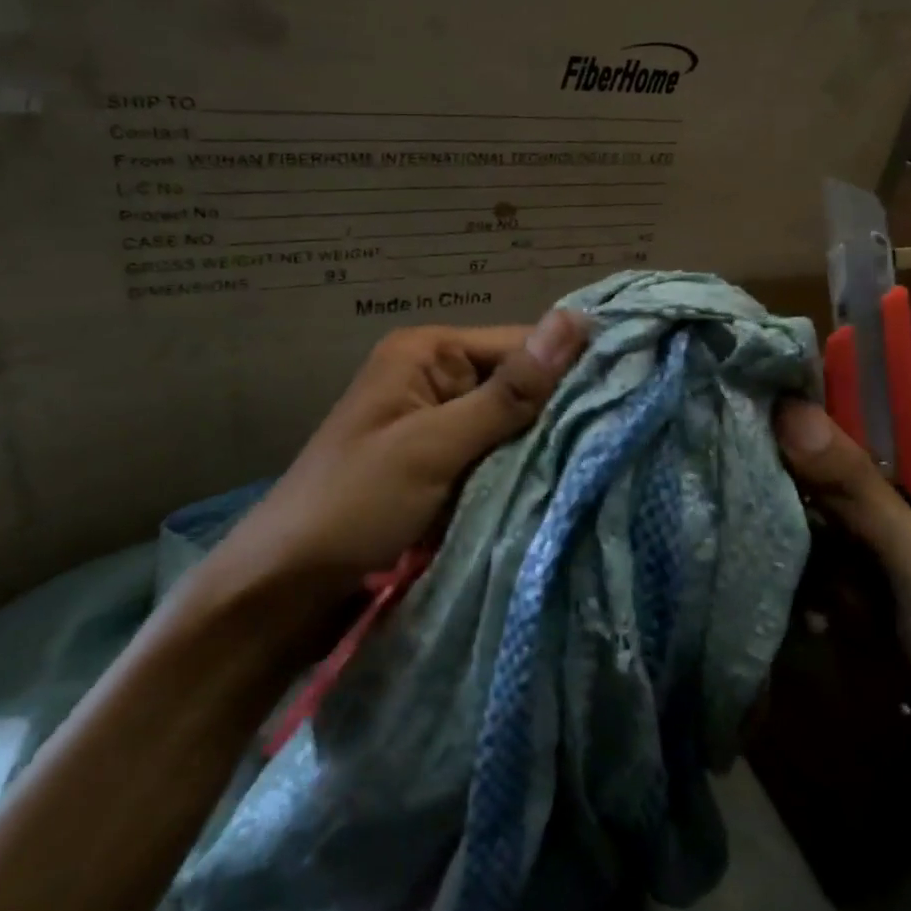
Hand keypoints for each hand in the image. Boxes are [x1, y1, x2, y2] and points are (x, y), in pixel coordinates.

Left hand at [205, 310, 589, 602]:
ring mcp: (438, 426)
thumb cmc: (354, 505)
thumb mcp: (434, 445)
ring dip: (542, 448)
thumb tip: (575, 319)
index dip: (568, 370)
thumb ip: (509, 391)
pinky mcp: (441, 467)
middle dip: (556, 415)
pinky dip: (519, 473)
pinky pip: (495, 458)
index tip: (627, 399)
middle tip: (621, 440)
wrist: (283, 591)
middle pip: (518, 384)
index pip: (519, 344)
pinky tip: (559, 487)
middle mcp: (435, 378)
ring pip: (511, 426)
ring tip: (601, 466)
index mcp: (427, 353)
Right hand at [774, 391, 910, 822]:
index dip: (840, 394)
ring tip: (818, 580)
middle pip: (874, 455)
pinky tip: (831, 618)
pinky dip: (845, 579)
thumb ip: (856, 489)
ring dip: (834, 541)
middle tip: (775, 492)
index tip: (770, 394)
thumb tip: (791, 411)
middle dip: (830, 484)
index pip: (904, 401)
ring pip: (861, 508)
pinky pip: (865, 553)